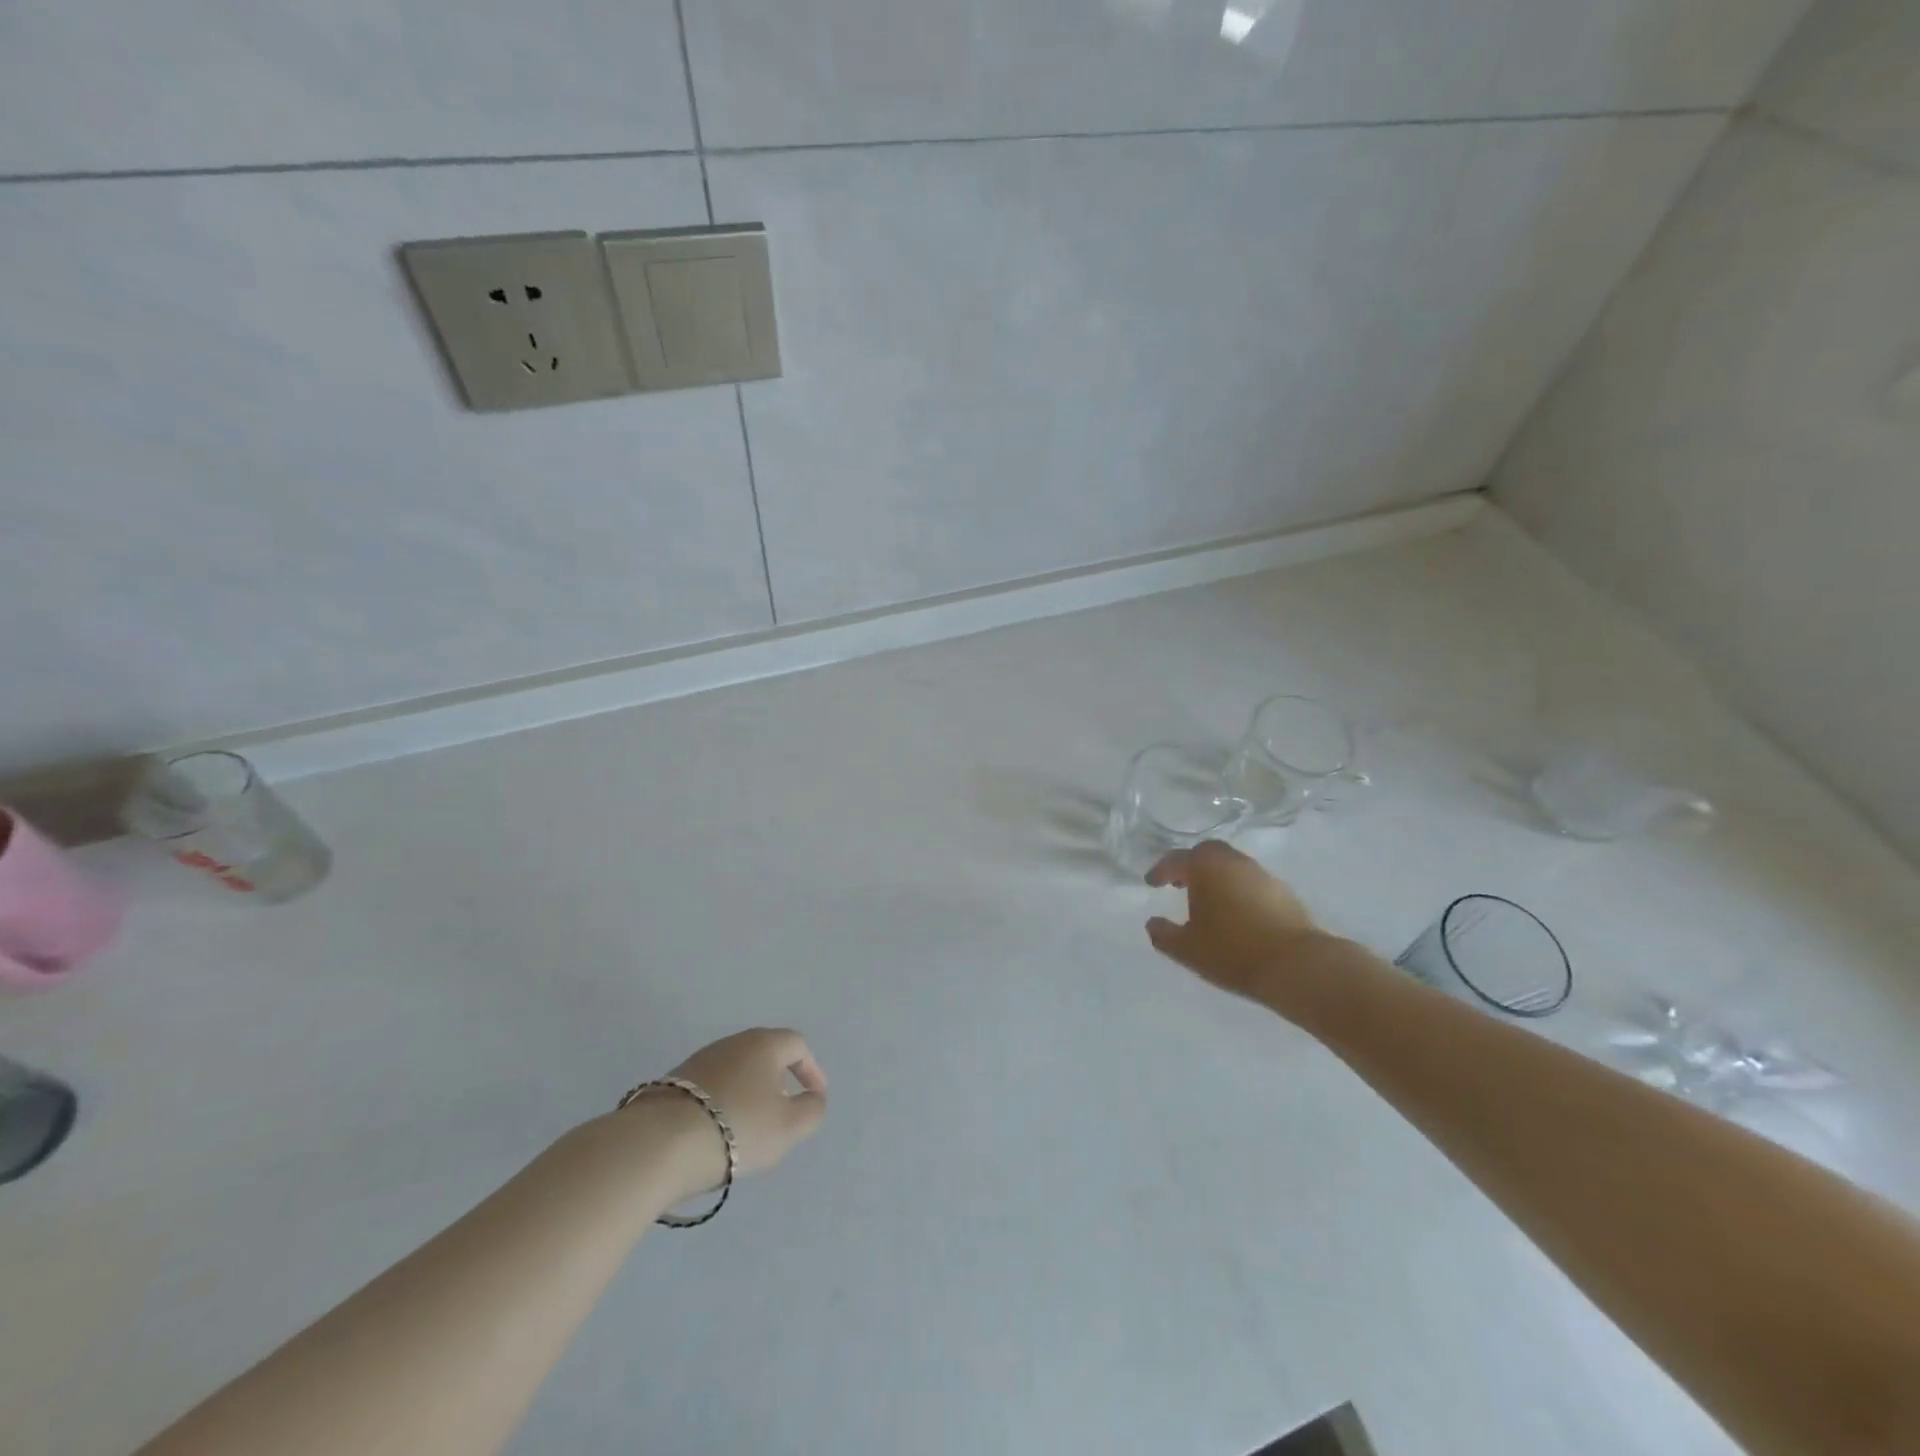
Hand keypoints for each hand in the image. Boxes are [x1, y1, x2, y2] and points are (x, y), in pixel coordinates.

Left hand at [619, 1028, 827, 1202]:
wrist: (659, 1143)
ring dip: (749, 1092)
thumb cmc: (737, 1128)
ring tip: (750, 1126)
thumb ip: (812, 1110)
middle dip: (779, 1079)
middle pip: (765, 1054)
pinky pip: (711, 1087)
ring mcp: (699, 1060)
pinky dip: (723, 1102)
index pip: (797, 1045)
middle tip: (784, 1110)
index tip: (815, 1097)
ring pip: (736, 1070)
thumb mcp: (789, 1127)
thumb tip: (813, 1099)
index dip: (811, 1069)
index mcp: (764, 1044)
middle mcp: (733, 1042)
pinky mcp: (673, 1083)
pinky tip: (718, 1130)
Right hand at [1145, 841, 1324, 1005]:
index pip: (1176, 860)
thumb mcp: (1187, 949)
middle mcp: (1233, 862)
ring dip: (1215, 877)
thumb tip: (1153, 923)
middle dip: (1190, 866)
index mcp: (1206, 867)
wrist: (1297, 966)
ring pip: (1231, 866)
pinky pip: (1249, 882)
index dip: (1160, 871)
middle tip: (1179, 883)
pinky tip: (1234, 912)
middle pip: (1207, 853)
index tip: (1151, 883)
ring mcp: (1261, 875)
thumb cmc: (1232, 952)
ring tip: (1206, 900)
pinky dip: (1236, 890)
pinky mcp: (1283, 893)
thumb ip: (1164, 934)